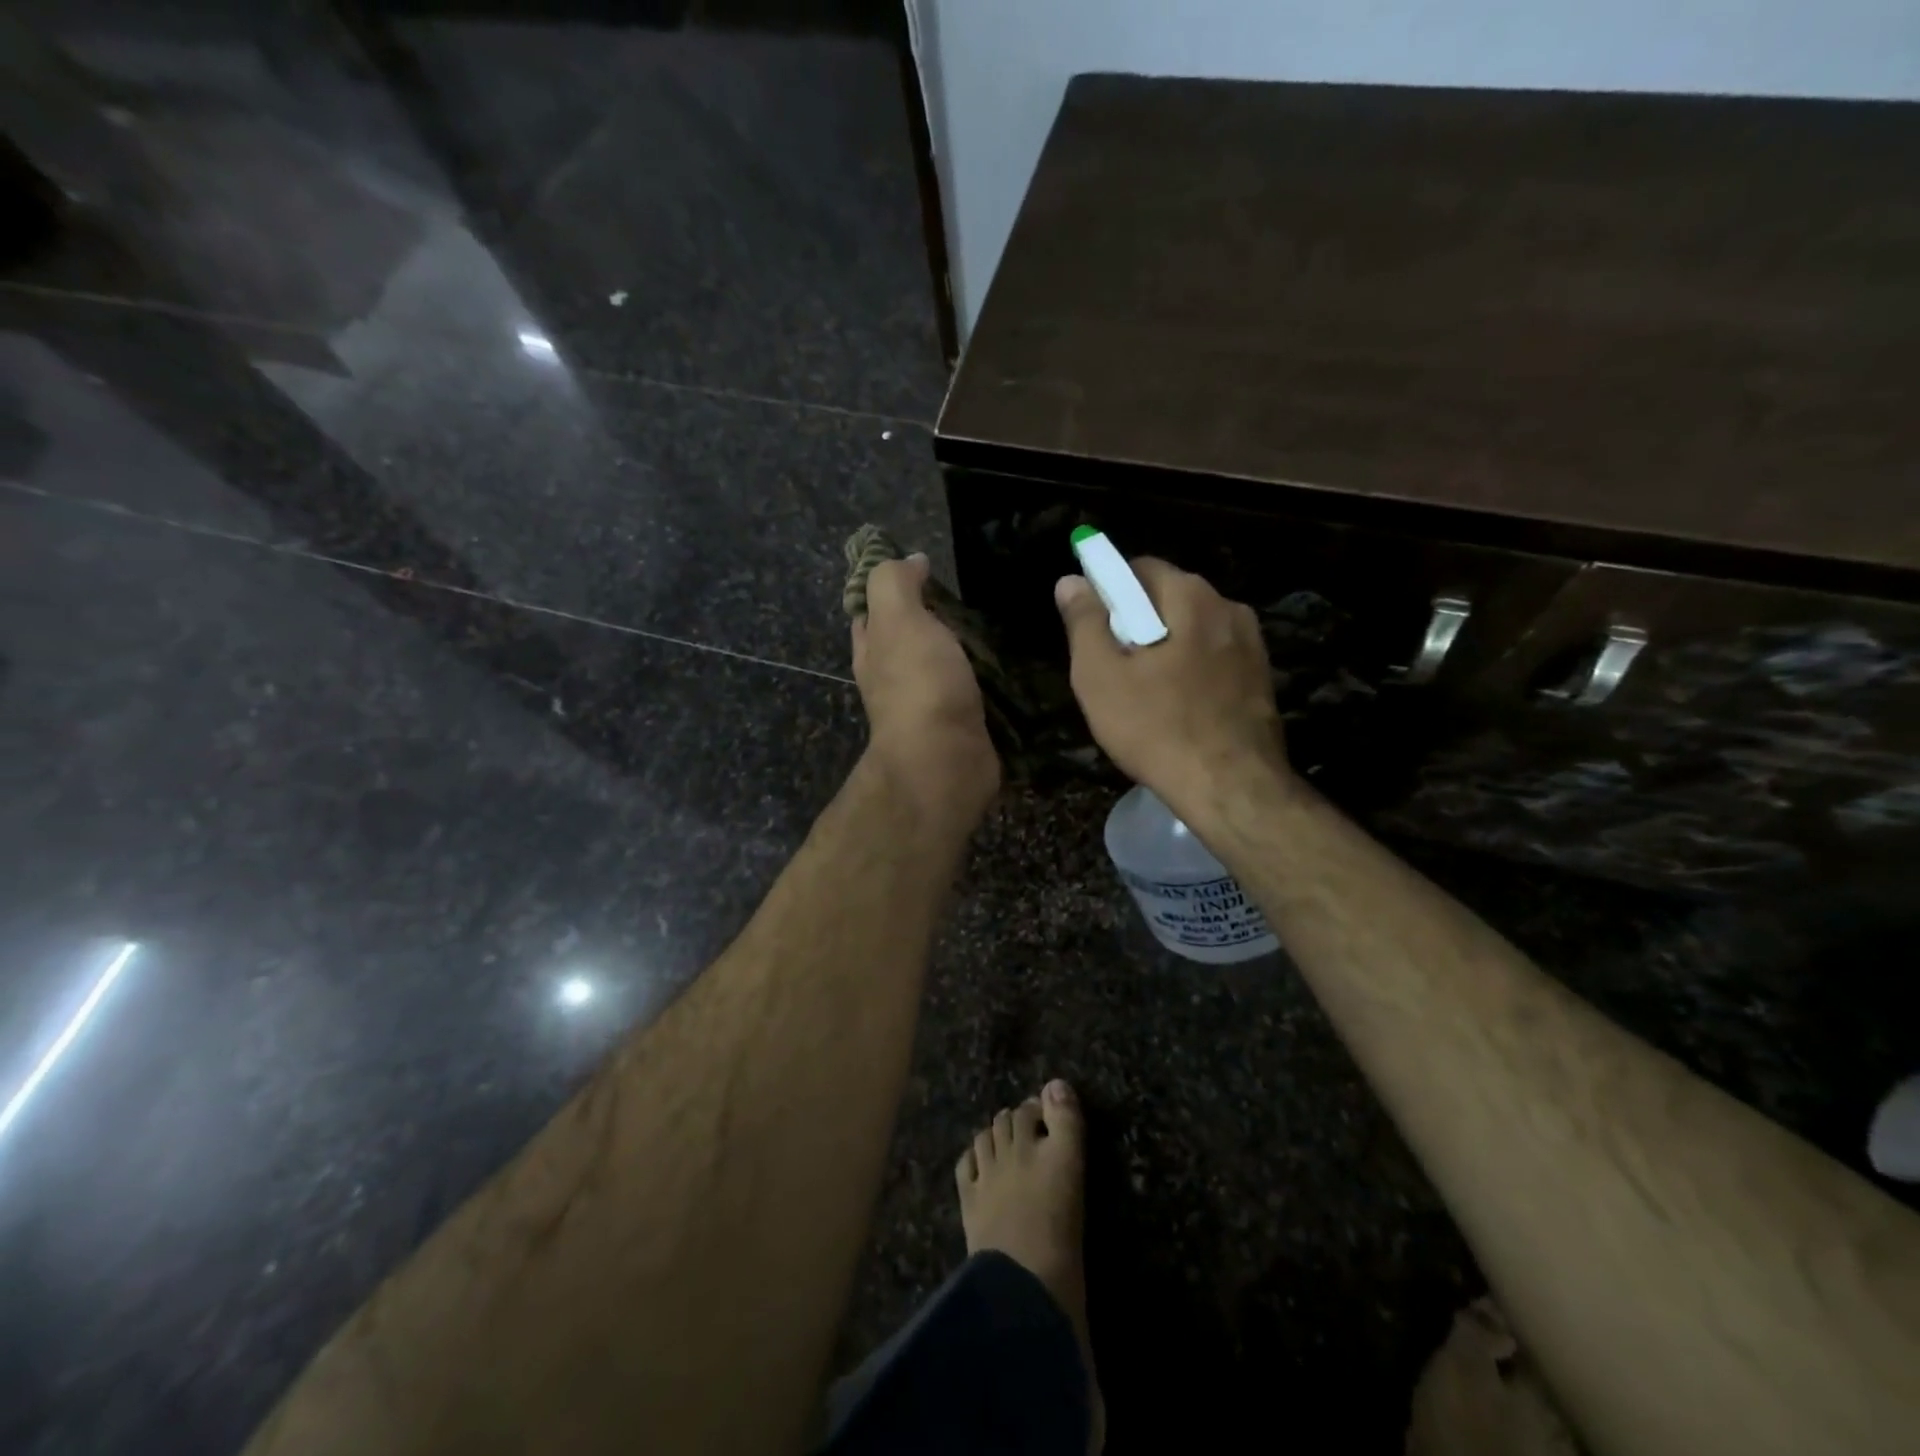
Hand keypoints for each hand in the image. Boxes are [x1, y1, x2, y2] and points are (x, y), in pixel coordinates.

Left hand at [853, 555, 999, 820]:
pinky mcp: (959, 725)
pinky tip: (1006, 663)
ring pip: (940, 665)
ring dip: (961, 648)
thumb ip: (895, 583)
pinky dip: (983, 676)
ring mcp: (926, 705)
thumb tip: (910, 560)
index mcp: (873, 650)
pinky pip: (969, 691)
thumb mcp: (898, 619)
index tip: (924, 568)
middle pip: (907, 639)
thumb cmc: (919, 685)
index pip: (871, 611)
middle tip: (969, 595)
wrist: (946, 760)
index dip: (890, 588)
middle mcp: (892, 678)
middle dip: (930, 618)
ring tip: (996, 624)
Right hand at [1055, 559, 1289, 811]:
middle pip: (1168, 598)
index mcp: (1191, 596)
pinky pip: (1213, 658)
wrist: (1231, 788)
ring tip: (1144, 694)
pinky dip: (1190, 671)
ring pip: (1192, 631)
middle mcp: (1229, 607)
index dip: (1107, 590)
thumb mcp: (1100, 676)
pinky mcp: (1262, 677)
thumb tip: (1071, 580)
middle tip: (1112, 667)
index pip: (1139, 568)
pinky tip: (1176, 708)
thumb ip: (1084, 622)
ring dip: (1165, 648)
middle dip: (1136, 622)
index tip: (1090, 627)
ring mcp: (1252, 644)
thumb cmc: (1156, 728)